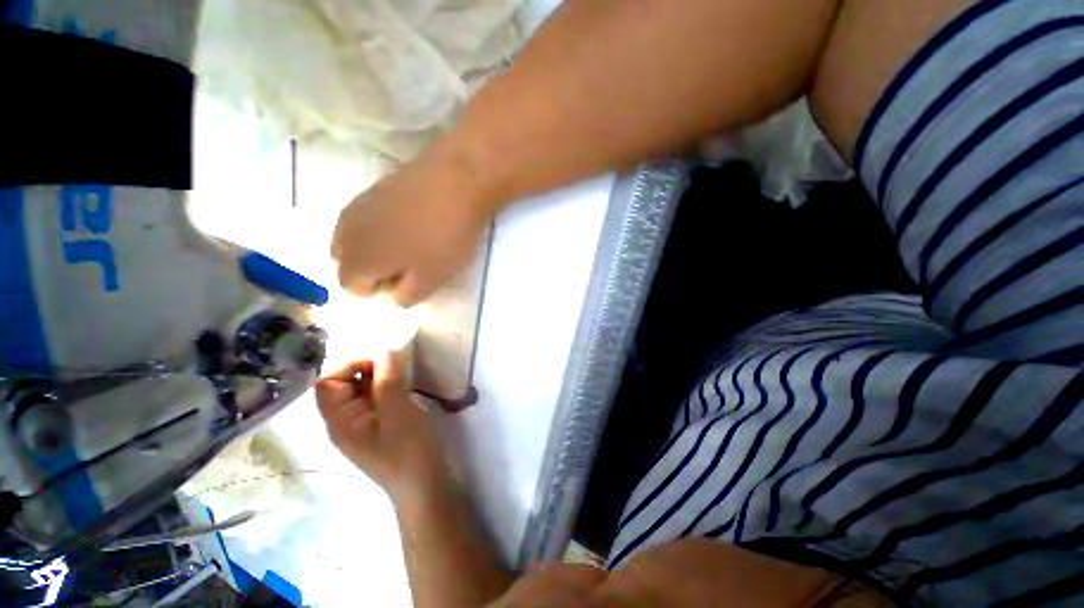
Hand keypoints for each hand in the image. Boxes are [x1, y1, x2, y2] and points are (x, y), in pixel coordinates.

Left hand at [316, 353, 446, 501]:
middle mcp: (346, 421)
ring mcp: (365, 424)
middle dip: (369, 367)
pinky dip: (390, 385)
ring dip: (382, 375)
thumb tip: (386, 350)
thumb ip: (388, 381)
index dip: (350, 365)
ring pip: (363, 390)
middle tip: (398, 363)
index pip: (328, 383)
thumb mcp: (399, 414)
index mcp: (341, 421)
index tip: (382, 360)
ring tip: (405, 370)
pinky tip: (408, 384)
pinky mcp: (381, 426)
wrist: (426, 487)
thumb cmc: (410, 451)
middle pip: (344, 384)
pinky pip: (378, 398)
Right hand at [331, 148, 495, 306]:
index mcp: (355, 260)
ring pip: (356, 239)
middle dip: (373, 269)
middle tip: (409, 264)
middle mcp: (345, 232)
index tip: (408, 281)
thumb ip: (404, 296)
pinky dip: (382, 227)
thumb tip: (391, 295)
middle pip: (348, 262)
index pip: (352, 287)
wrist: (454, 180)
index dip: (380, 290)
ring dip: (377, 248)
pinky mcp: (373, 188)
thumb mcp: (429, 280)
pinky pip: (368, 218)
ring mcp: (356, 205)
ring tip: (412, 244)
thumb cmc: (443, 237)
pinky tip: (411, 222)